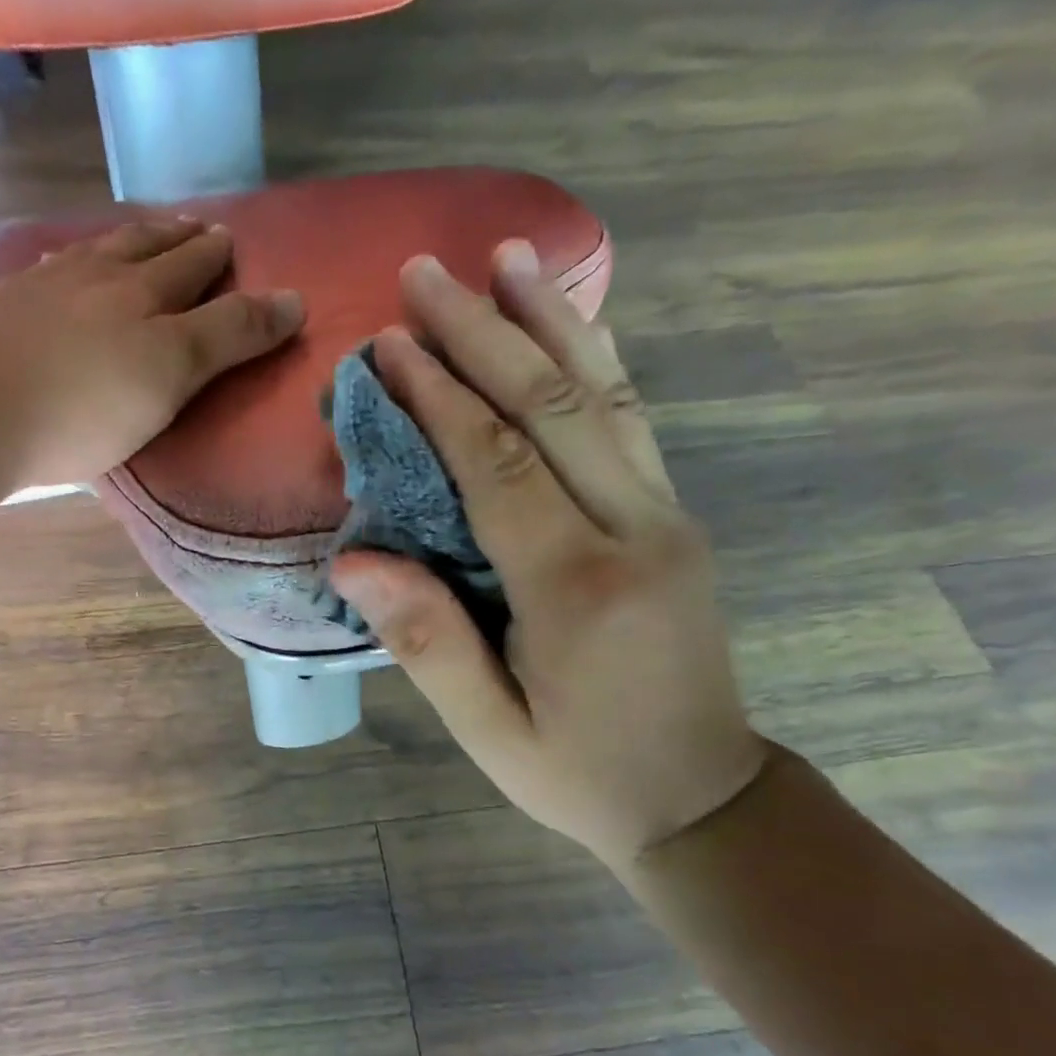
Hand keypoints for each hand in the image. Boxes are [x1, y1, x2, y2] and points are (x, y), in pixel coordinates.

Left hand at [0, 217, 302, 484]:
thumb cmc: (88, 407)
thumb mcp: (174, 374)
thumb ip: (231, 336)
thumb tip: (295, 300)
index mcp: (144, 295)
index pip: (195, 269)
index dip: (219, 258)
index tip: (233, 240)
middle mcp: (98, 277)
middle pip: (146, 249)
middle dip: (178, 238)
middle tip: (198, 228)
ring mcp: (46, 287)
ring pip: (97, 250)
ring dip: (127, 240)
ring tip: (142, 234)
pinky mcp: (6, 308)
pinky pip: (48, 268)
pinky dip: (69, 259)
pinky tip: (63, 261)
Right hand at [328, 243, 765, 870]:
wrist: (702, 798)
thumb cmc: (580, 774)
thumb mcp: (488, 731)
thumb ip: (425, 642)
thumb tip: (353, 558)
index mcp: (574, 588)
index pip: (495, 466)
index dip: (437, 397)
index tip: (386, 343)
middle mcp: (632, 532)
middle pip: (551, 408)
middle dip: (483, 332)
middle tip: (427, 271)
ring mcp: (666, 518)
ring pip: (605, 398)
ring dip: (551, 322)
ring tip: (510, 256)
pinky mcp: (675, 521)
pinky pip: (633, 424)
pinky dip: (598, 364)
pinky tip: (577, 322)